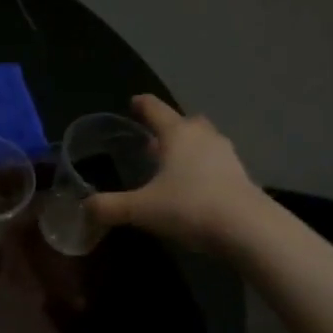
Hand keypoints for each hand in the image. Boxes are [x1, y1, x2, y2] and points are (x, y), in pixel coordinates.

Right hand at [89, 94, 267, 251]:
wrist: (248, 229)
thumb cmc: (189, 207)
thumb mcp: (140, 210)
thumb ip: (109, 207)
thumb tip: (84, 208)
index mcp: (177, 134)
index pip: (155, 109)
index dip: (141, 105)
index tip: (133, 102)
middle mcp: (203, 137)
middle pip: (185, 122)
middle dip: (169, 127)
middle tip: (153, 139)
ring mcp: (226, 155)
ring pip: (203, 142)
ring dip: (188, 148)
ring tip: (172, 165)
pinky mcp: (241, 176)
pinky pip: (216, 163)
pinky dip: (202, 168)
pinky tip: (193, 187)